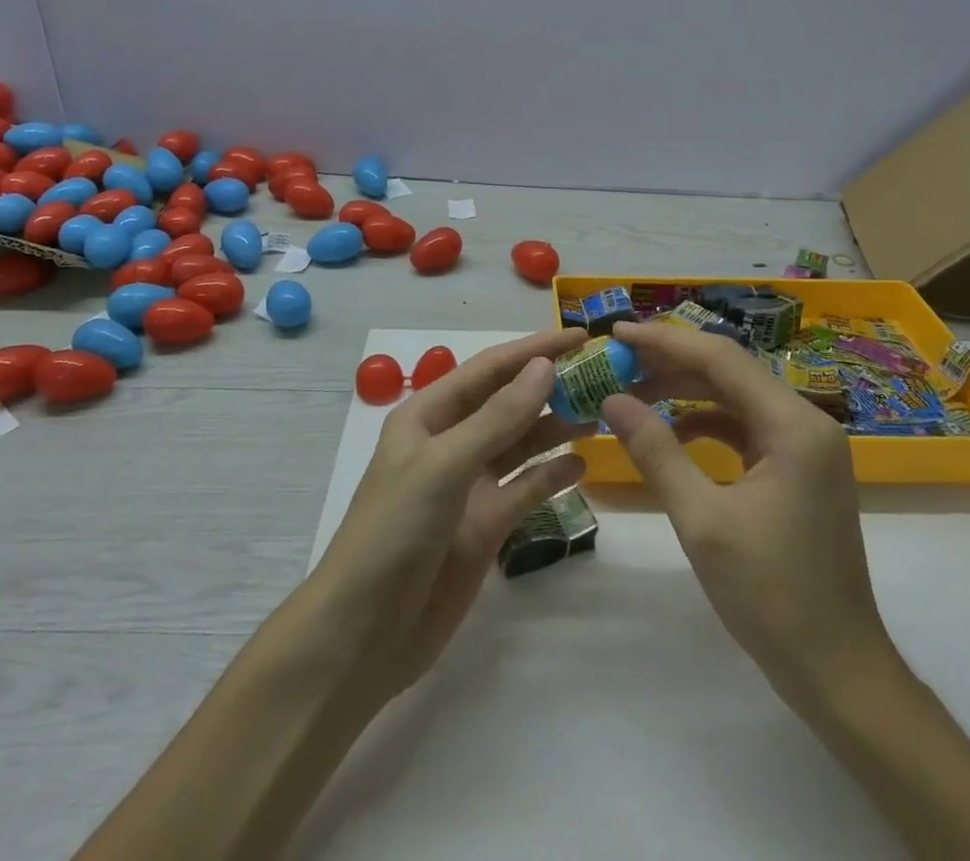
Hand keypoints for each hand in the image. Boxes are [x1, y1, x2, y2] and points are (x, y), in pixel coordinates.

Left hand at [307, 329, 590, 700]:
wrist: (365, 633)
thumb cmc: (395, 531)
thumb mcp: (444, 465)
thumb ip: (498, 418)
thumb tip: (544, 367)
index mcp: (429, 414)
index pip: (490, 369)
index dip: (534, 349)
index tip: (581, 337)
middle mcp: (451, 442)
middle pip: (509, 402)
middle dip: (550, 386)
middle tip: (604, 375)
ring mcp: (470, 484)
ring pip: (521, 443)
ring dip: (556, 426)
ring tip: (601, 413)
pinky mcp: (486, 524)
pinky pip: (526, 488)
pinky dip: (552, 474)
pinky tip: (582, 464)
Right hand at [602, 320, 895, 705]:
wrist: (838, 672)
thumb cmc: (771, 595)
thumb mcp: (702, 520)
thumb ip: (656, 451)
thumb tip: (611, 399)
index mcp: (794, 425)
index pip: (721, 359)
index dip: (665, 341)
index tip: (616, 333)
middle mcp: (806, 423)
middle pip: (730, 371)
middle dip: (672, 363)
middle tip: (617, 362)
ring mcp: (806, 447)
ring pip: (736, 397)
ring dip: (686, 392)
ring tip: (635, 391)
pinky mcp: (799, 469)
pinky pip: (746, 426)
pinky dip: (707, 423)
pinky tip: (673, 433)